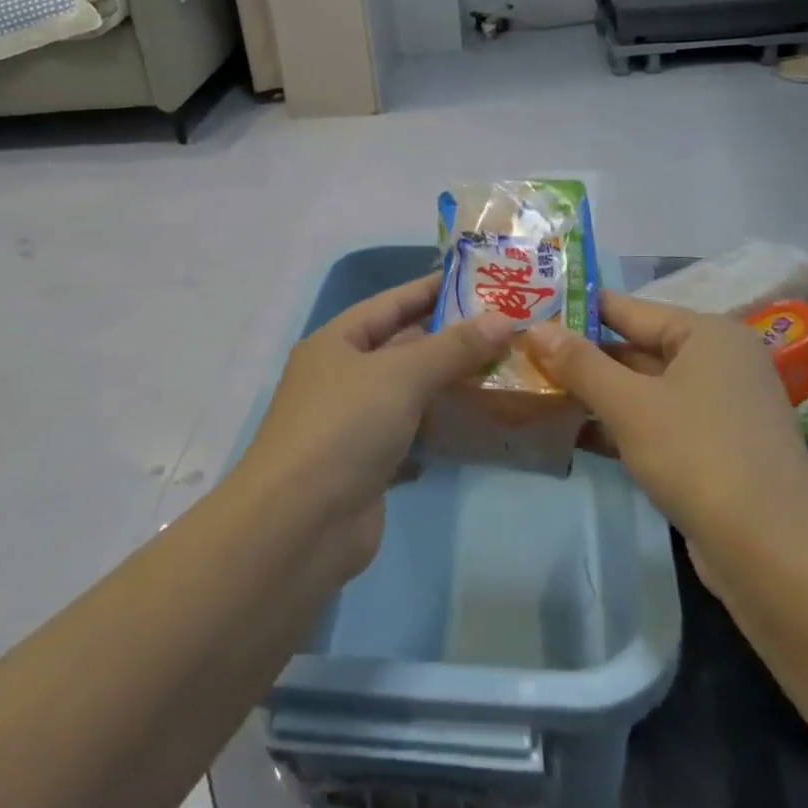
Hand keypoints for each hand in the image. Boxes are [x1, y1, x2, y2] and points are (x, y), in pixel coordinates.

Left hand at [240, 274, 514, 575]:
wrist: (300, 526)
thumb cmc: (344, 428)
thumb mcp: (401, 375)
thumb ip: (453, 347)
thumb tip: (504, 319)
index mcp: (337, 343)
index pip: (392, 303)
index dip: (433, 288)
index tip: (481, 280)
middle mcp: (342, 378)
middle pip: (403, 347)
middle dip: (451, 338)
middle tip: (507, 327)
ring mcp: (354, 424)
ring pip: (410, 393)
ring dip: (451, 385)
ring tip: (505, 370)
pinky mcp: (369, 466)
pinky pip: (412, 436)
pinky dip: (441, 430)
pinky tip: (479, 424)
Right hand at [526, 292, 807, 548]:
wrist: (774, 558)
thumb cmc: (699, 458)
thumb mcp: (630, 406)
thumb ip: (580, 363)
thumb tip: (536, 327)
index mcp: (708, 334)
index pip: (628, 309)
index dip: (577, 312)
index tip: (529, 314)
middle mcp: (718, 362)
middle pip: (636, 348)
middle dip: (582, 358)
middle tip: (524, 357)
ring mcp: (719, 408)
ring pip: (643, 389)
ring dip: (596, 394)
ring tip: (537, 392)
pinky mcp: (714, 449)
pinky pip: (656, 422)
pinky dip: (619, 425)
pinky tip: (572, 433)